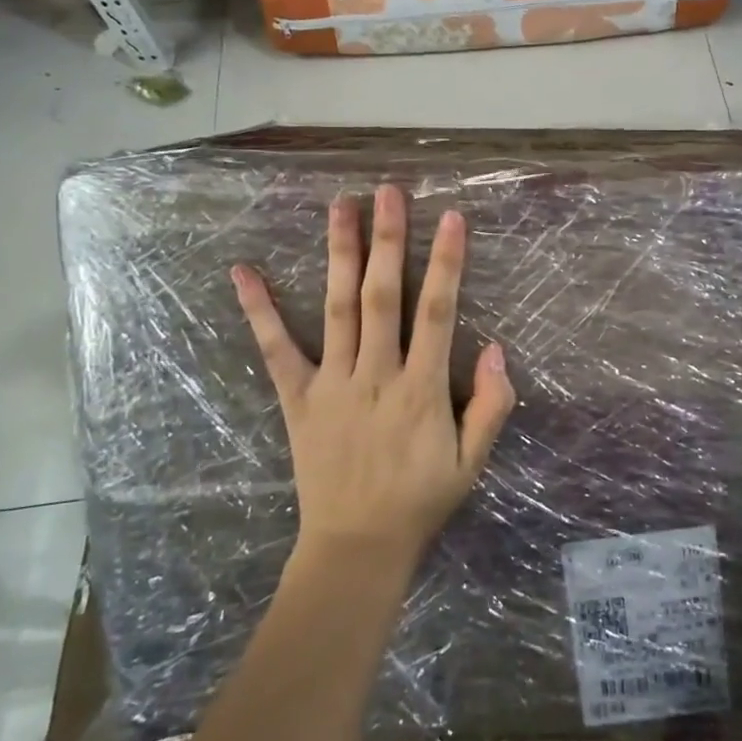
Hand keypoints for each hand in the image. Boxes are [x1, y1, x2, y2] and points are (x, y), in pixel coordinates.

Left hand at [231, 185, 516, 576]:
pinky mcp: (297, 399)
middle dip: (388, 241)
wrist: (357, 548)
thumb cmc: (421, 500)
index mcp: (422, 389)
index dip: (446, 263)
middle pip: (382, 296)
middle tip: (388, 192)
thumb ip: (490, 406)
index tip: (450, 218)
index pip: (437, 313)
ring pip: (336, 309)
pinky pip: (276, 350)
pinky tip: (245, 272)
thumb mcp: (472, 462)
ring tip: (340, 207)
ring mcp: (332, 384)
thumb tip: (496, 350)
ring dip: (339, 255)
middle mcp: (375, 376)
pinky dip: (260, 311)